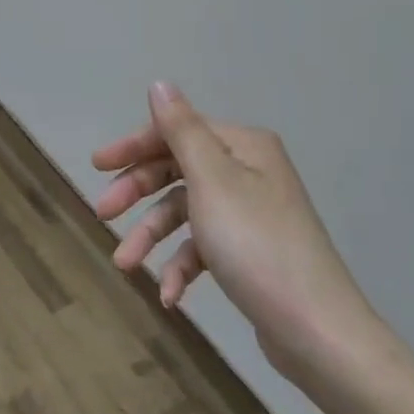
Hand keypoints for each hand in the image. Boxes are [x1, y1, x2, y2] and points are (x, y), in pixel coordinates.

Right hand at [93, 82, 395, 396]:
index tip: (96, 166)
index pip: (177, 131)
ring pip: (184, 213)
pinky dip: (181, 267)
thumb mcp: (211, 182)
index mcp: (243, 147)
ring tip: (125, 265)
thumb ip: (181, 131)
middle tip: (103, 214)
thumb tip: (160, 84)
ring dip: (151, 236)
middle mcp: (248, 173)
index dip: (134, 146)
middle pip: (176, 170)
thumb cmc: (256, 246)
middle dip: (137, 193)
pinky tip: (170, 296)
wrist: (317, 330)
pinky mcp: (248, 252)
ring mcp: (249, 214)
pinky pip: (202, 247)